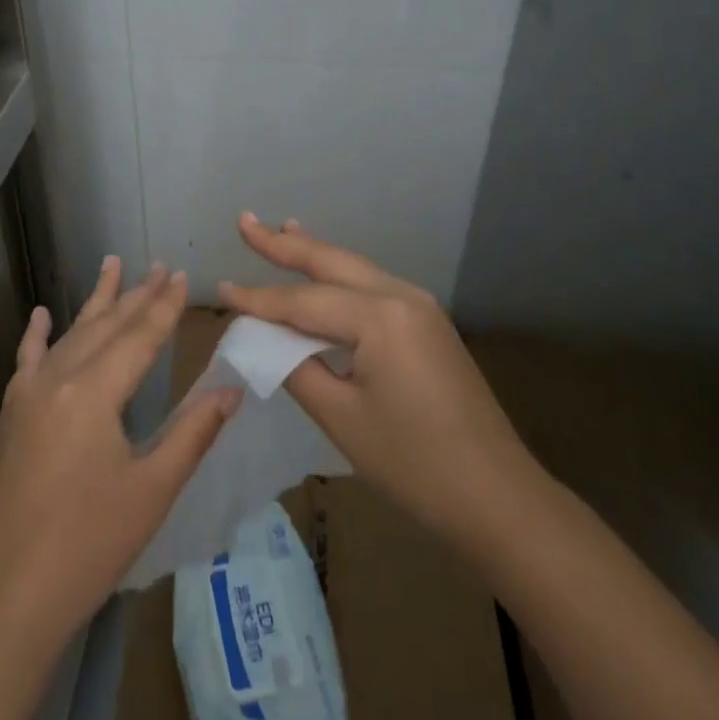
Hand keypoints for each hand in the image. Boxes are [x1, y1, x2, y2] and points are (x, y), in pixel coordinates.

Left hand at [0, 259, 241, 657]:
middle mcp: (58, 379)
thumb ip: (192, 432)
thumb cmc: (89, 546)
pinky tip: (43, 314)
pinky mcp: (10, 415)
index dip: (164, 307)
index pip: (139, 337)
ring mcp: (27, 395)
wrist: (6, 598)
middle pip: (105, 327)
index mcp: (94, 393)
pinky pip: (26, 360)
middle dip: (136, 295)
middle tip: (159, 266)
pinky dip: (37, 334)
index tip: (181, 275)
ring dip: (95, 302)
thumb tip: (231, 390)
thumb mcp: (152, 490)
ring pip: (70, 334)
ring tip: (113, 264)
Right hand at [218, 214, 537, 550]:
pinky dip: (340, 276)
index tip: (220, 288)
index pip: (303, 301)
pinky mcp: (427, 325)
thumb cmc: (414, 463)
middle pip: (331, 262)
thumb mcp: (342, 417)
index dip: (257, 298)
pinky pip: (372, 288)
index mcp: (380, 316)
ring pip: (353, 269)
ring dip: (314, 253)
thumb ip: (296, 367)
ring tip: (282, 229)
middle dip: (285, 243)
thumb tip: (263, 338)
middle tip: (245, 221)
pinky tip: (326, 273)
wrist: (499, 498)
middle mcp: (401, 296)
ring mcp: (420, 308)